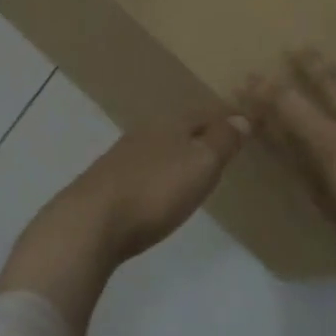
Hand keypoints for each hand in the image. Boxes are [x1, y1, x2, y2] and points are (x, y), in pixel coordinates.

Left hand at [0, 105, 249, 335]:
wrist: (91, 222)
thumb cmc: (155, 190)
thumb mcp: (200, 164)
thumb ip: (222, 141)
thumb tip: (241, 118)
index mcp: (170, 125)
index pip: (204, 113)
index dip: (226, 118)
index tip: (244, 123)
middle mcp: (145, 134)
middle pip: (180, 128)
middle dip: (200, 133)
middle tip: (222, 143)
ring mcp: (121, 158)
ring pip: (159, 147)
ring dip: (177, 153)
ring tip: (194, 167)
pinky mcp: (107, 184)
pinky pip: (143, 169)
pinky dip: (158, 172)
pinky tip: (158, 187)